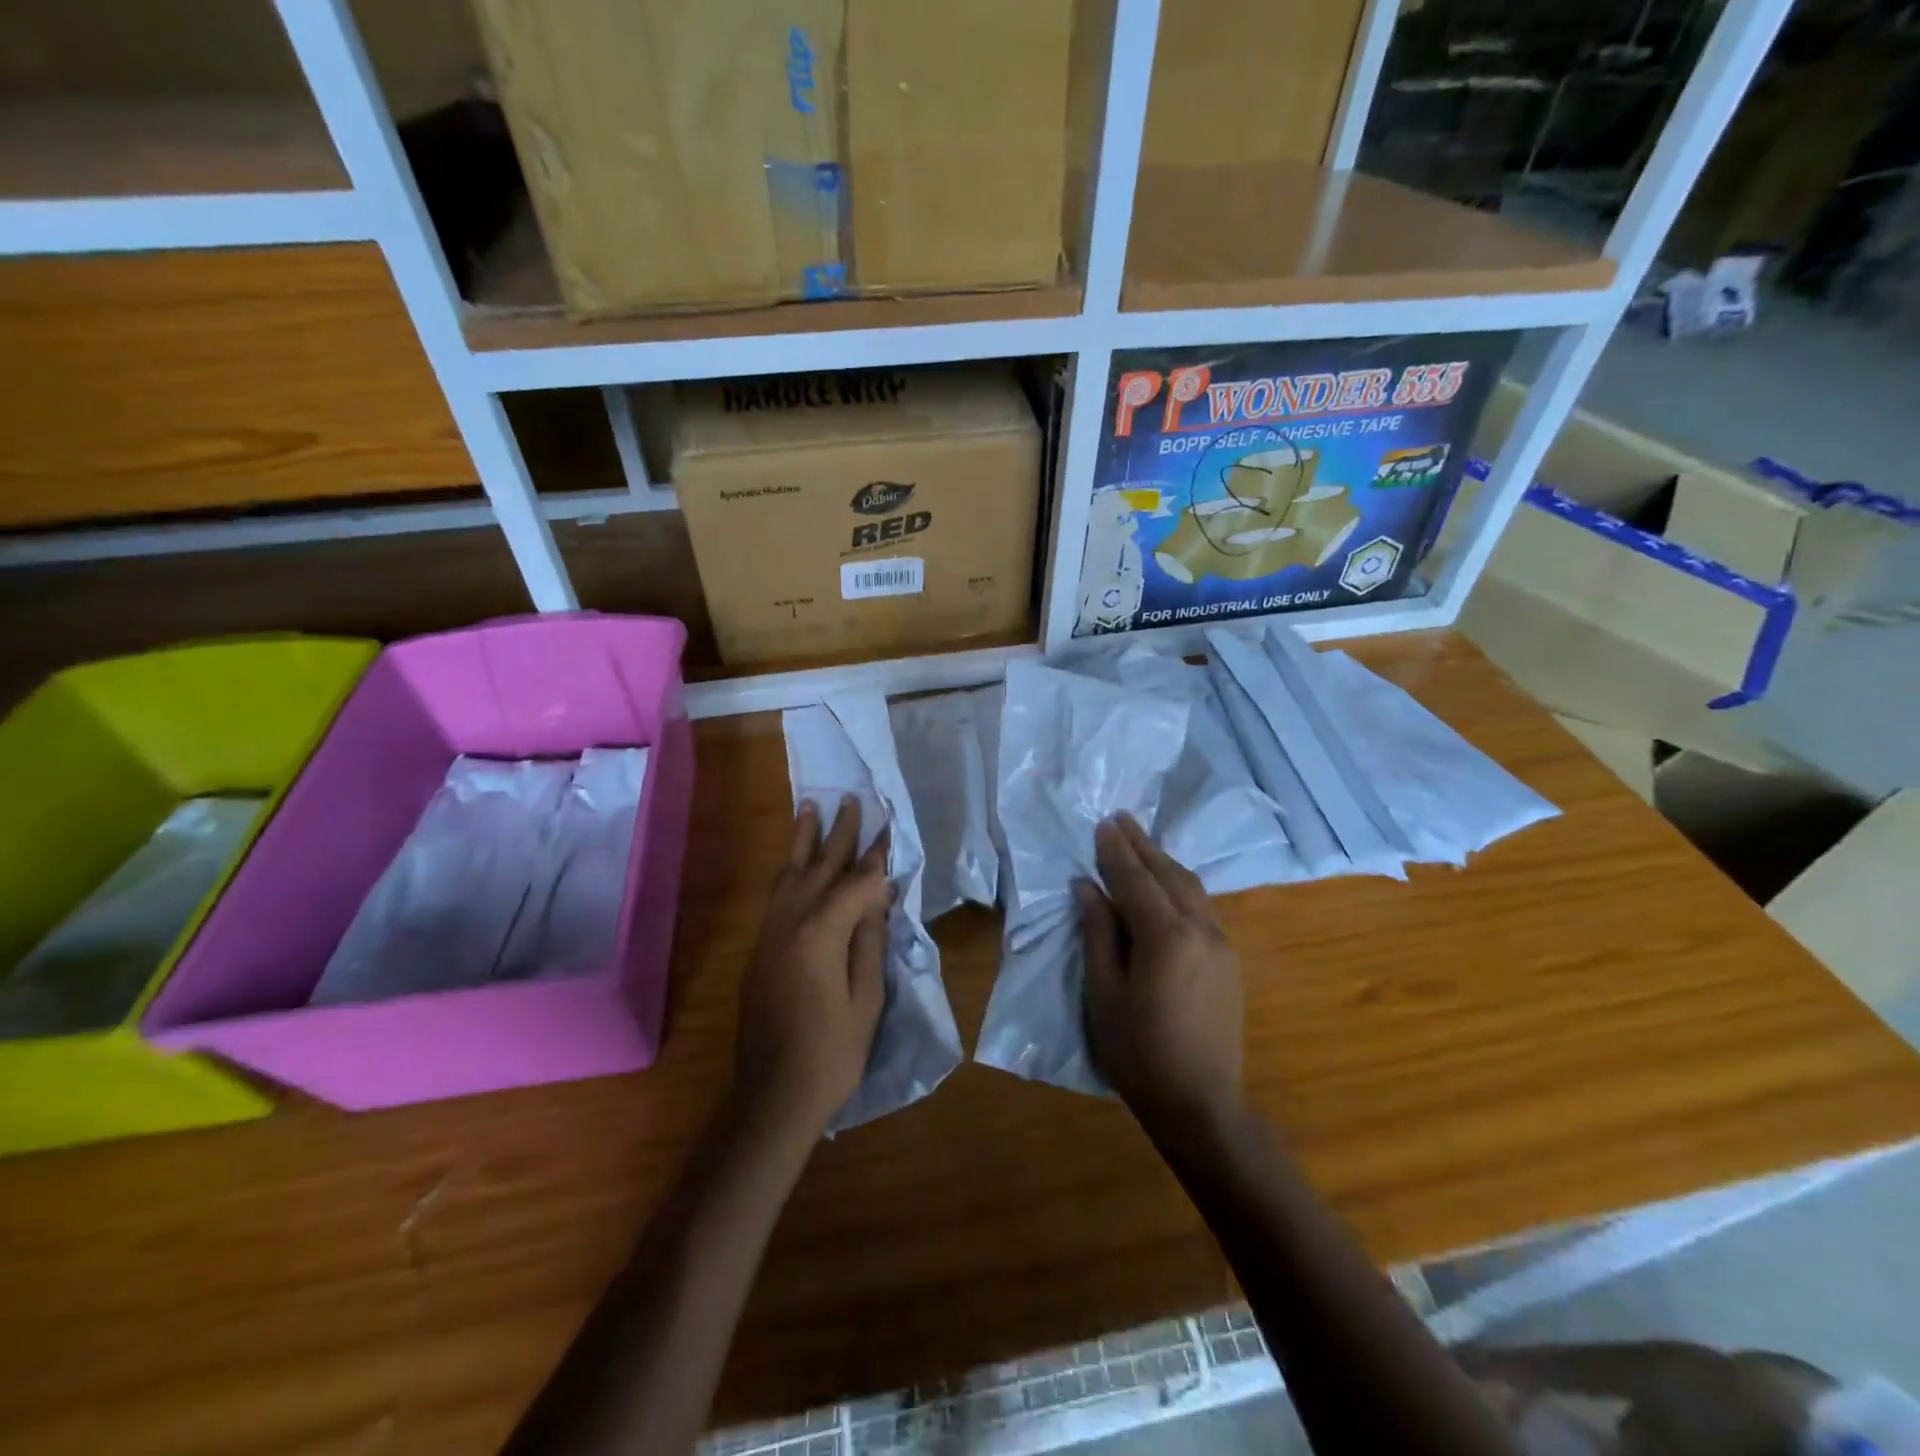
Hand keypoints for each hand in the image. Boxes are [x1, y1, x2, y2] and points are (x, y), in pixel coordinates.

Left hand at [734, 796, 891, 1136]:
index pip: (854, 883)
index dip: (874, 857)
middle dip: (838, 834)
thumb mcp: (865, 998)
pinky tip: (793, 862)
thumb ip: (869, 940)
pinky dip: (788, 870)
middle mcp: (789, 923)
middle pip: (818, 867)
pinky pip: (776, 895)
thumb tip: (878, 895)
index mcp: (820, 934)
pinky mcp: (760, 949)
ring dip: (803, 841)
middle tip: (851, 800)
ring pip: (789, 875)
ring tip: (809, 807)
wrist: (772, 1096)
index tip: (888, 827)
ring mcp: (770, 935)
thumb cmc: (831, 1052)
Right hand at [1077, 812, 1243, 1127]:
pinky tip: (1167, 884)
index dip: (1116, 852)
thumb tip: (1088, 887)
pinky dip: (1180, 885)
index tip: (1102, 824)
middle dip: (1143, 845)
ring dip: (1164, 862)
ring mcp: (1222, 944)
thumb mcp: (1104, 994)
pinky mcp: (1230, 960)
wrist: (1200, 1103)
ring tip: (1140, 842)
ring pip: (1192, 887)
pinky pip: (1203, 907)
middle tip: (1120, 819)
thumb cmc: (1139, 1053)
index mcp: (1166, 938)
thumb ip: (1098, 934)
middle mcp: (1202, 930)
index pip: (1136, 881)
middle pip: (1169, 875)